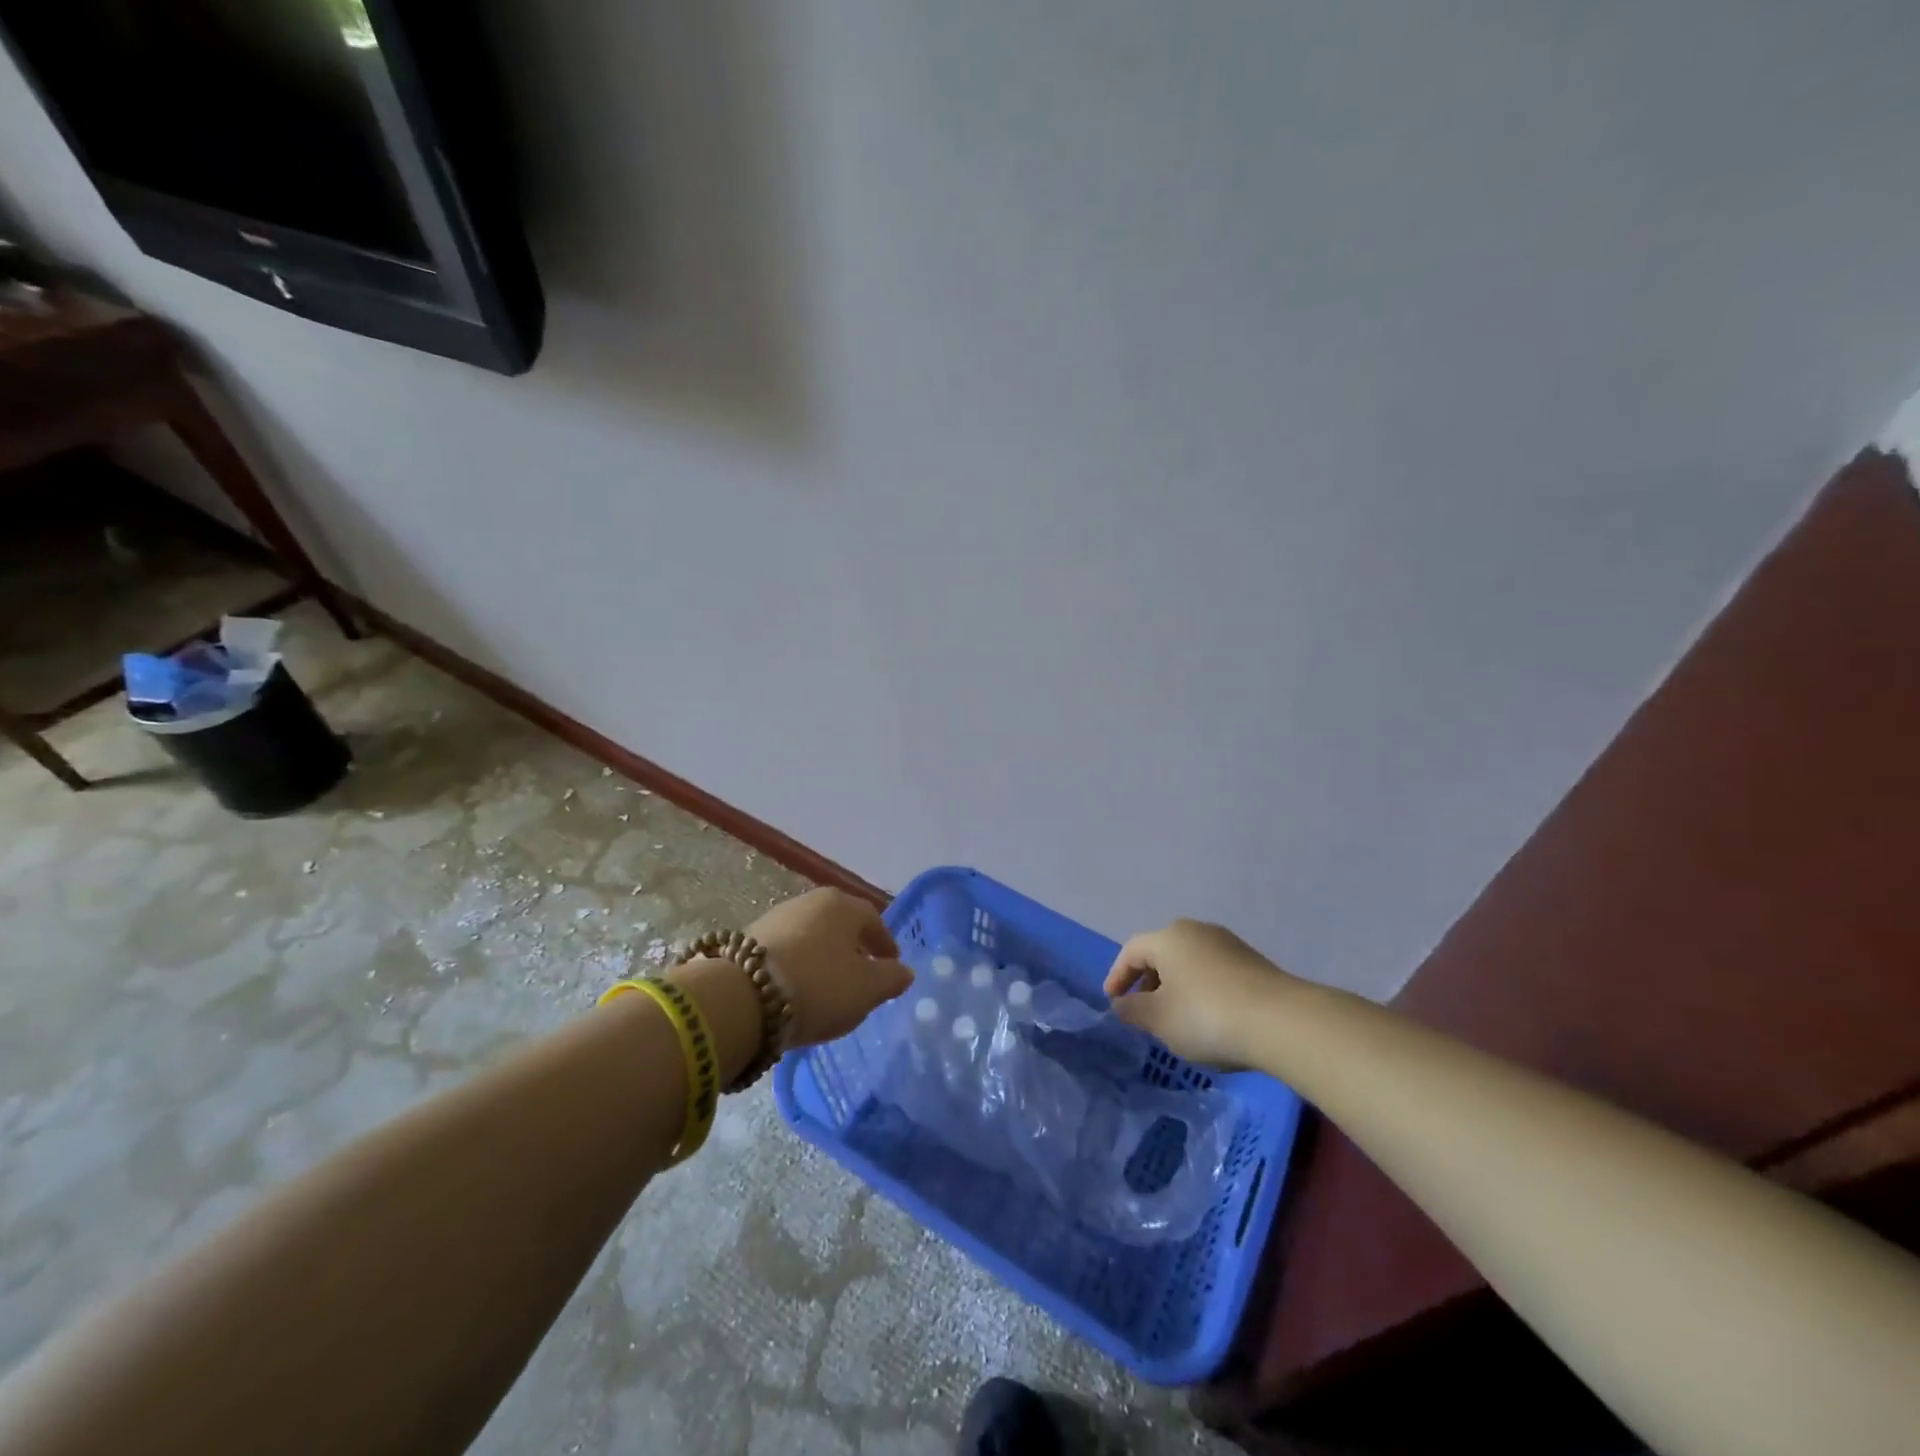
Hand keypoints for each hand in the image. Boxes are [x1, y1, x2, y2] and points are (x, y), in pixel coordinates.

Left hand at [747, 889, 913, 1046]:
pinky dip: (798, 966)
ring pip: (812, 937)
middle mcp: (810, 901)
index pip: (874, 920)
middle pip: (841, 925)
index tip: (891, 965)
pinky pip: (787, 951)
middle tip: (862, 975)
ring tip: (828, 987)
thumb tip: (905, 971)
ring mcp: (777, 917)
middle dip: (853, 948)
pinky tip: (797, 989)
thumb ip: (891, 979)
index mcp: (843, 905)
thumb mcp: (866, 989)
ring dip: (823, 957)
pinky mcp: (749, 939)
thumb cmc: (819, 986)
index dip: (885, 944)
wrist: (742, 997)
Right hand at [1103, 918, 1304, 1067]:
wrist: (1282, 1022)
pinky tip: (1209, 1020)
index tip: (1113, 1001)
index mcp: (1168, 937)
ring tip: (1175, 1019)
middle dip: (1147, 981)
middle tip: (1142, 1010)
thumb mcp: (1159, 1019)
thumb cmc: (1207, 1016)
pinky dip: (1201, 992)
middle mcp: (1196, 931)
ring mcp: (1228, 944)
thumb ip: (1133, 1010)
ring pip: (1189, 963)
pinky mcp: (1253, 963)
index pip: (1131, 951)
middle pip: (1161, 953)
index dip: (1117, 976)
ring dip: (1176, 988)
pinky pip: (1213, 973)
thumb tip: (1121, 1003)